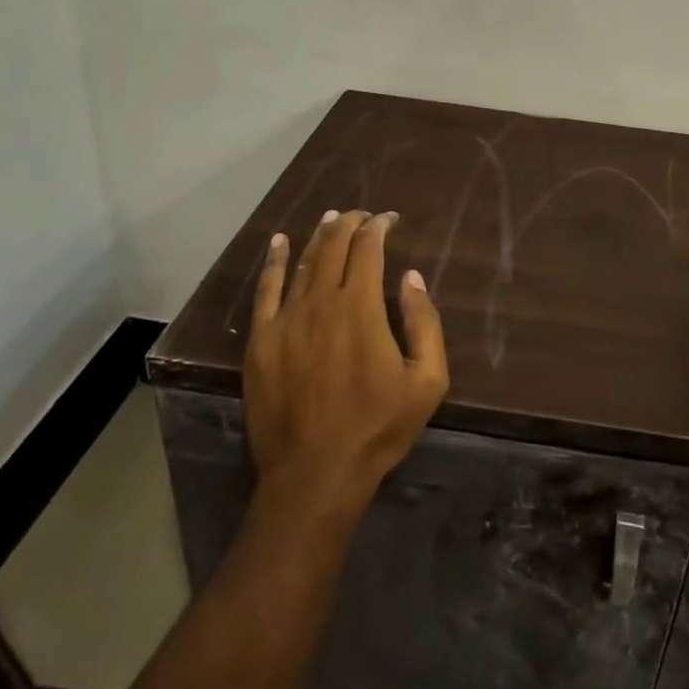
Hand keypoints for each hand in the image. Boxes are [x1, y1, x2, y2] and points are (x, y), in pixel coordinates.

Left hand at [245, 209, 448, 515]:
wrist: (315, 473)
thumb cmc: (378, 427)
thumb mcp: (427, 380)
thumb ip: (424, 322)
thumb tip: (411, 277)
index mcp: (360, 307)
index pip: (368, 249)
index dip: (379, 227)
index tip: (390, 219)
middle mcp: (320, 301)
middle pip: (333, 246)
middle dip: (350, 223)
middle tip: (362, 215)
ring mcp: (285, 319)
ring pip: (303, 262)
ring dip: (319, 236)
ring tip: (330, 218)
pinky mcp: (261, 341)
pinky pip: (266, 289)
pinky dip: (275, 261)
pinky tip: (279, 243)